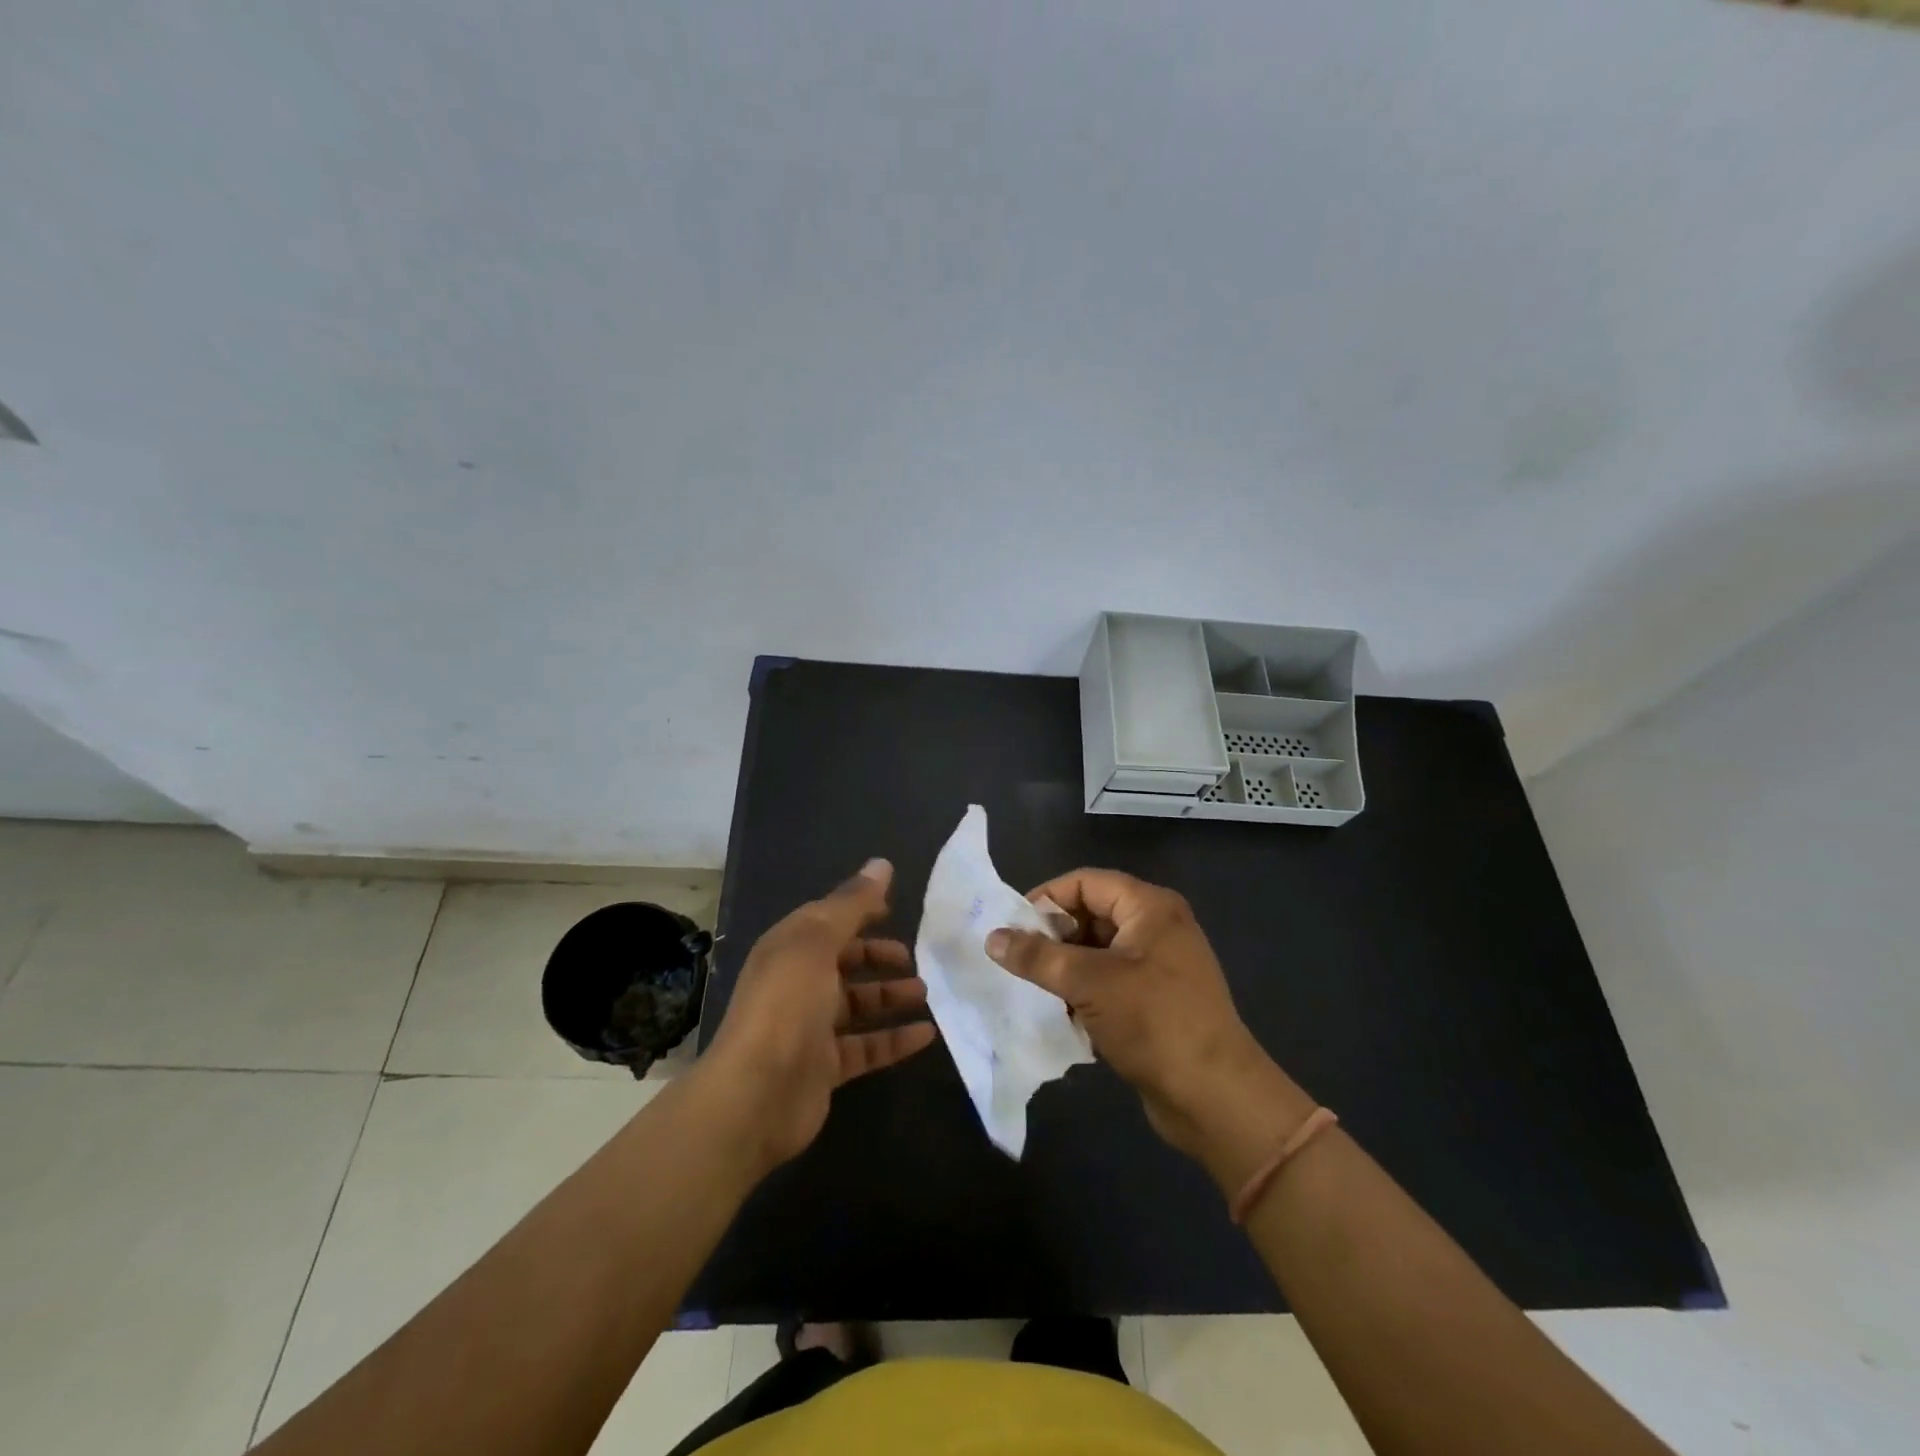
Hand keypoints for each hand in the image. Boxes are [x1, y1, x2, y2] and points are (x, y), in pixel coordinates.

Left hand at [703, 859, 937, 1170]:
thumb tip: (881, 863)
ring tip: (924, 992)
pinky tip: (927, 1034)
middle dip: (877, 956)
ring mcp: (811, 1027)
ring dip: (890, 996)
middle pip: (843, 962)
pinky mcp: (826, 1067)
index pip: (827, 920)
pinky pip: (867, 1047)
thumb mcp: (819, 942)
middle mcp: (798, 983)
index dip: (859, 911)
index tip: (894, 909)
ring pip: (858, 1005)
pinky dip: (895, 1040)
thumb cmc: (787, 1004)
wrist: (757, 1094)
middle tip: (912, 957)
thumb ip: (852, 904)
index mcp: (790, 948)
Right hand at [987, 868, 1299, 1161]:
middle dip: (1053, 936)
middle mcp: (1157, 926)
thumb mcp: (1088, 983)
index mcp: (1149, 907)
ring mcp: (1159, 964)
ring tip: (1034, 989)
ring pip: (1097, 950)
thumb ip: (1037, 957)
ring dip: (1065, 967)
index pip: (1085, 882)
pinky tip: (1063, 1013)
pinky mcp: (1156, 998)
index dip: (1046, 899)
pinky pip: (1109, 979)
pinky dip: (1084, 990)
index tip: (1012, 929)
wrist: (1215, 1097)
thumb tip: (992, 937)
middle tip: (1018, 962)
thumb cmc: (1154, 1023)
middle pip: (1091, 913)